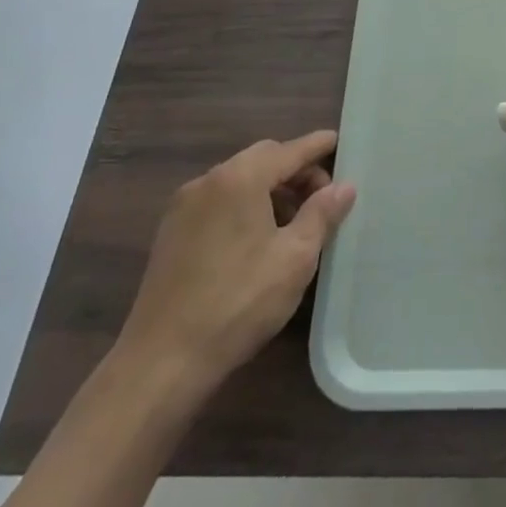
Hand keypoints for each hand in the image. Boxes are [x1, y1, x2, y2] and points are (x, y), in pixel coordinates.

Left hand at [116, 131, 355, 391]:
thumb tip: (344, 186)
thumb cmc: (239, 302)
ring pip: (239, 181)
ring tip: (295, 223)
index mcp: (240, 179)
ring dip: (271, 190)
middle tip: (323, 197)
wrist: (161, 363)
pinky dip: (245, 206)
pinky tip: (259, 240)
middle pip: (263, 160)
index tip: (340, 142)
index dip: (318, 146)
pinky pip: (219, 202)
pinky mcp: (171, 235)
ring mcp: (184, 208)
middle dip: (296, 171)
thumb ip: (322, 214)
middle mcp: (208, 182)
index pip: (290, 150)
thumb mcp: (295, 257)